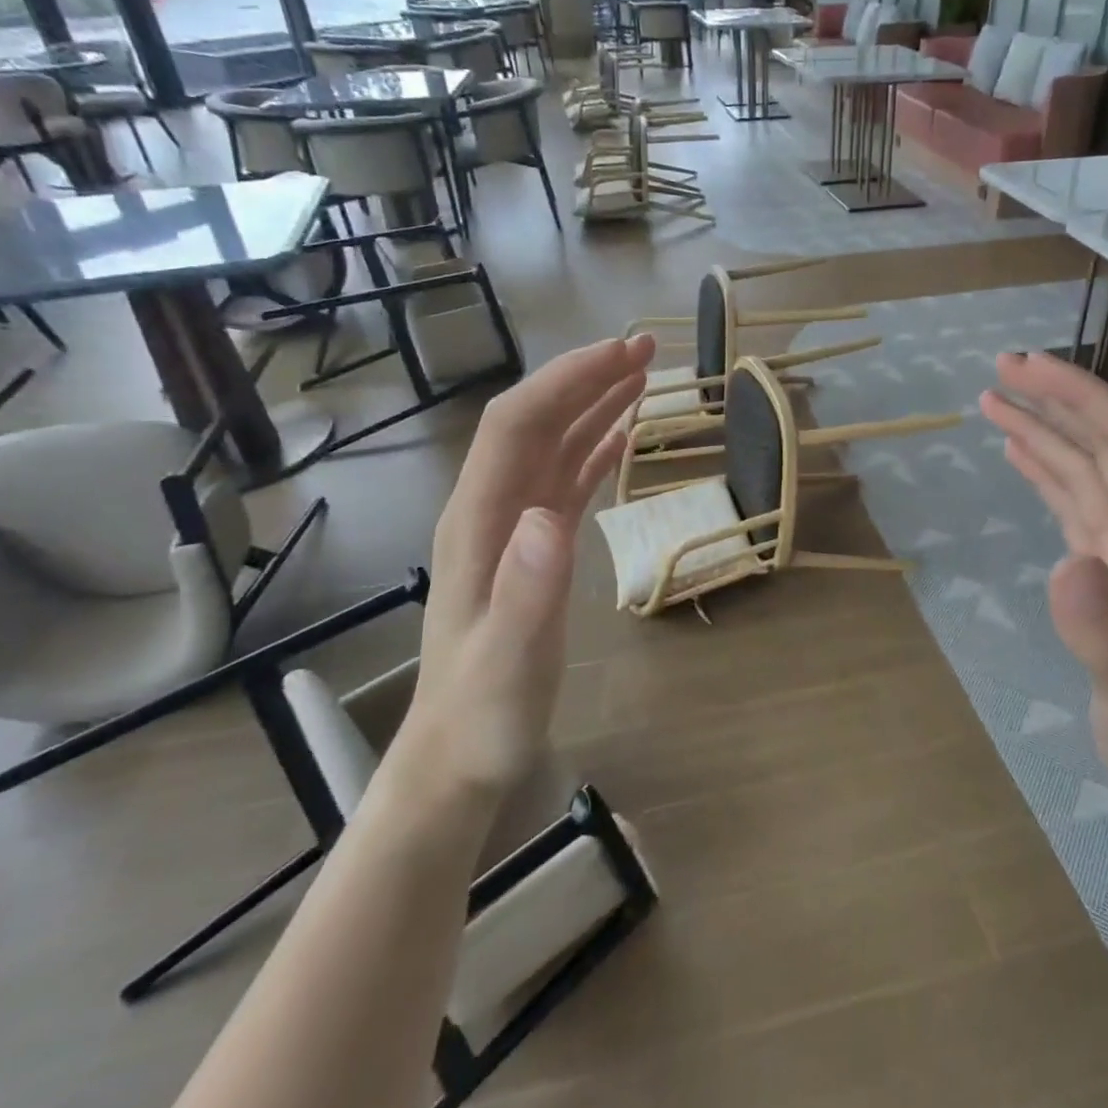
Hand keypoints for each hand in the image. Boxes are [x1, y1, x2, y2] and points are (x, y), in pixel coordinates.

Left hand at [403, 335, 654, 794]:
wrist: (460, 756)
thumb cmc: (485, 714)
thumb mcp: (509, 661)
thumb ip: (528, 590)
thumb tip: (549, 515)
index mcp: (477, 521)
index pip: (516, 426)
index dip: (566, 381)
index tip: (621, 354)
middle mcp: (491, 510)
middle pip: (535, 422)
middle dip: (585, 378)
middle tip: (647, 350)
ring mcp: (512, 528)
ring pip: (553, 446)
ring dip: (594, 406)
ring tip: (643, 377)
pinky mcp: (533, 548)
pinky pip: (565, 481)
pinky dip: (595, 449)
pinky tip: (622, 437)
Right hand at [980, 350, 1107, 846]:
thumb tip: (1067, 564)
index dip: (1084, 400)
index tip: (1029, 370)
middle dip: (1060, 401)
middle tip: (999, 368)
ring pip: (1091, 472)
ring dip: (1047, 432)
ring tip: (993, 400)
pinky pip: (1079, 506)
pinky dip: (1049, 473)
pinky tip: (1021, 454)